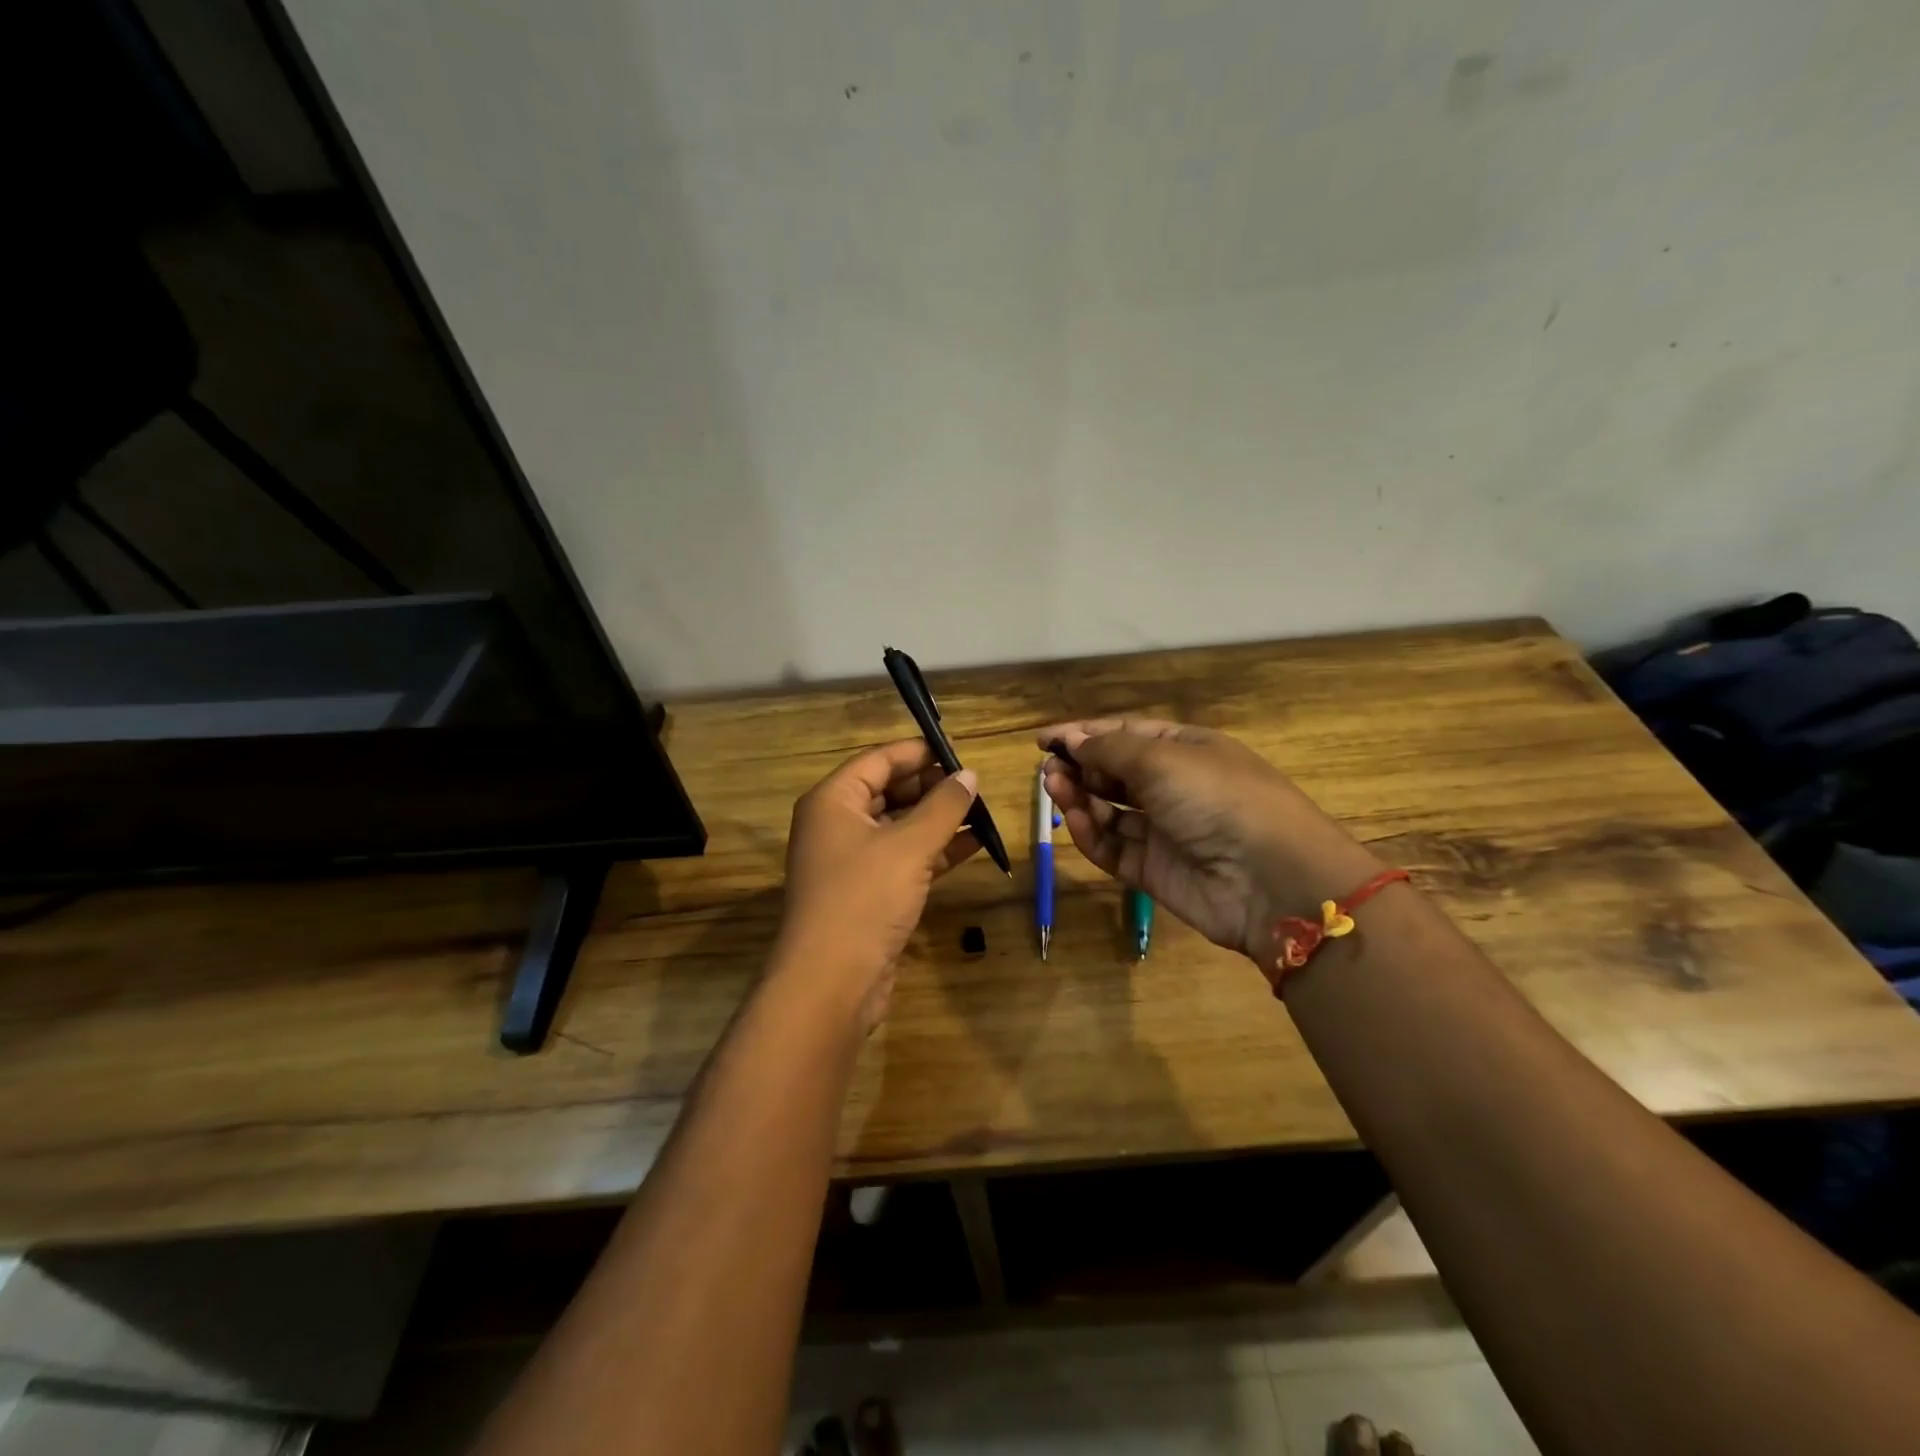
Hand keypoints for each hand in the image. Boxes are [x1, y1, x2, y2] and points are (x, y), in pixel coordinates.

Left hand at [774, 740, 980, 1030]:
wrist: (831, 982)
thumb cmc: (865, 897)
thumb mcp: (910, 845)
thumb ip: (943, 807)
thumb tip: (969, 775)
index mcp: (833, 801)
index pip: (878, 760)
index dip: (918, 752)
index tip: (959, 751)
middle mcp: (837, 825)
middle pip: (888, 791)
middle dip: (931, 787)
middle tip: (975, 784)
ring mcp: (851, 861)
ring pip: (899, 827)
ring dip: (938, 820)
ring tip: (981, 810)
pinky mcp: (868, 893)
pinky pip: (904, 859)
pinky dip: (935, 851)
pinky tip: (973, 845)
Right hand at [1036, 719, 1382, 963]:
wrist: (1271, 880)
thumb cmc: (1218, 798)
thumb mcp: (1162, 759)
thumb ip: (1109, 750)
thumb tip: (1072, 739)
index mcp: (1185, 749)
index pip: (1125, 735)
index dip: (1084, 734)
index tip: (1042, 740)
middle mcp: (1174, 786)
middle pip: (1114, 772)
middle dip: (1079, 766)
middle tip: (1048, 769)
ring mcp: (1164, 830)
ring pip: (1110, 810)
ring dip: (1080, 797)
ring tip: (1054, 789)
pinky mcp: (1154, 870)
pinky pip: (1114, 847)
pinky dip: (1092, 834)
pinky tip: (1076, 820)